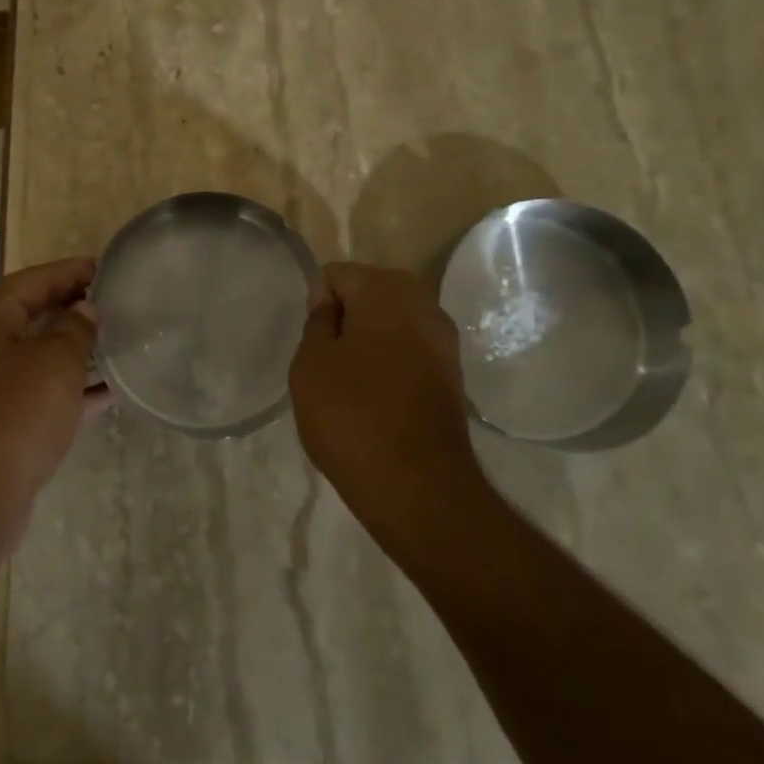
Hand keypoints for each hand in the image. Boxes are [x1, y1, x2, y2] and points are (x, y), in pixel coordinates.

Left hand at [0, 257, 102, 551]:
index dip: (71, 271)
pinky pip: (36, 390)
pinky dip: (67, 387)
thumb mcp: (57, 361)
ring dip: (73, 349)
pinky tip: (106, 392)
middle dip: (72, 308)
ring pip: (35, 354)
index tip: (108, 267)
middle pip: (31, 313)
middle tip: (115, 302)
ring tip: (116, 341)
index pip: (33, 279)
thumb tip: (86, 310)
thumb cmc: (18, 413)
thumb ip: (76, 327)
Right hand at [289, 262, 482, 548]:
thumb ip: (317, 321)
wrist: (419, 488)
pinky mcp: (452, 373)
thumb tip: (329, 301)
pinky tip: (374, 398)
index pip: (336, 275)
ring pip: (390, 323)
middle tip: (325, 362)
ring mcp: (444, 338)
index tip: (310, 343)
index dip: (316, 305)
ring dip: (368, 342)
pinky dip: (389, 363)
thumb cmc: (352, 416)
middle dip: (345, 320)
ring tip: (347, 383)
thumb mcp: (310, 364)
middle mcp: (423, 302)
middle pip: (368, 294)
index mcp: (386, 288)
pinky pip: (409, 350)